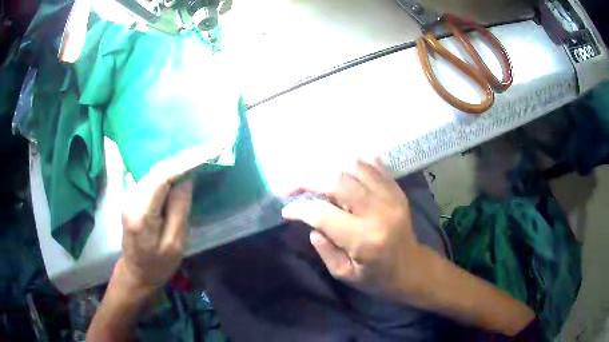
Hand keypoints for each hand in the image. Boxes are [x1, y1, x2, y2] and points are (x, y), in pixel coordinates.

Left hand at [117, 148, 219, 291]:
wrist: (137, 272)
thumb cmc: (158, 265)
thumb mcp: (175, 243)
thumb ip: (180, 208)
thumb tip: (188, 177)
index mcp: (141, 214)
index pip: (162, 177)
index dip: (186, 161)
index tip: (210, 152)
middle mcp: (131, 198)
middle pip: (159, 169)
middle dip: (185, 158)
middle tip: (211, 150)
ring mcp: (130, 195)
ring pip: (156, 170)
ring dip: (179, 162)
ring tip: (201, 156)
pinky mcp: (133, 195)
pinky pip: (153, 177)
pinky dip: (170, 170)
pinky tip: (183, 167)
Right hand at [282, 159, 429, 299]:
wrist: (412, 268)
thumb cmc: (377, 277)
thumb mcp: (345, 274)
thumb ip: (324, 248)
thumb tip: (310, 223)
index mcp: (364, 239)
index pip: (323, 214)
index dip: (299, 208)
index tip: (287, 210)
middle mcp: (378, 212)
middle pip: (337, 181)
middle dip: (308, 180)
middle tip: (292, 187)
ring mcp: (391, 197)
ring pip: (355, 166)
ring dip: (330, 169)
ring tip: (317, 181)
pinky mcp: (397, 191)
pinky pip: (374, 165)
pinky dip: (354, 164)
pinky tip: (342, 172)